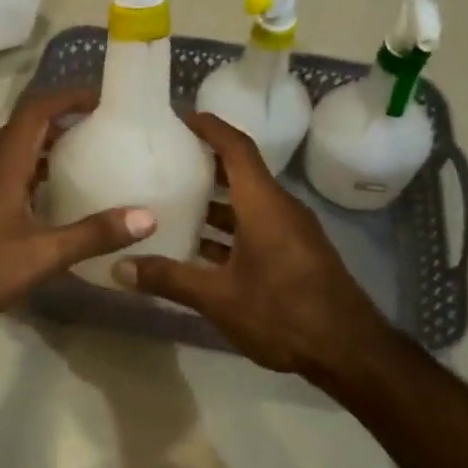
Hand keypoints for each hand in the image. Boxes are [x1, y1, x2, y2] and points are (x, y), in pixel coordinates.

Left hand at [0, 88, 156, 331]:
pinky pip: (11, 171)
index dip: (68, 97)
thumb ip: (93, 234)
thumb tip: (147, 216)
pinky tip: (55, 195)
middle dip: (64, 118)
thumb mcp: (43, 253)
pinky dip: (37, 169)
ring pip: (18, 149)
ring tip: (88, 155)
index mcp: (6, 162)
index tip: (102, 98)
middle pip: (28, 125)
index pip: (38, 110)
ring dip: (49, 144)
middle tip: (103, 126)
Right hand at [116, 112, 391, 376]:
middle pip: (240, 173)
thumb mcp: (219, 297)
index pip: (236, 148)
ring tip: (172, 203)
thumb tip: (118, 268)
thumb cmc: (283, 312)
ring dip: (213, 202)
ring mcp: (290, 233)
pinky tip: (198, 249)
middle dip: (204, 164)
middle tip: (164, 161)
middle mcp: (279, 209)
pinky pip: (256, 226)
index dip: (209, 127)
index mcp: (263, 204)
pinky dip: (227, 229)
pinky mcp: (294, 254)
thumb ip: (169, 279)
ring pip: (246, 204)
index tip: (180, 117)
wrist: (349, 351)